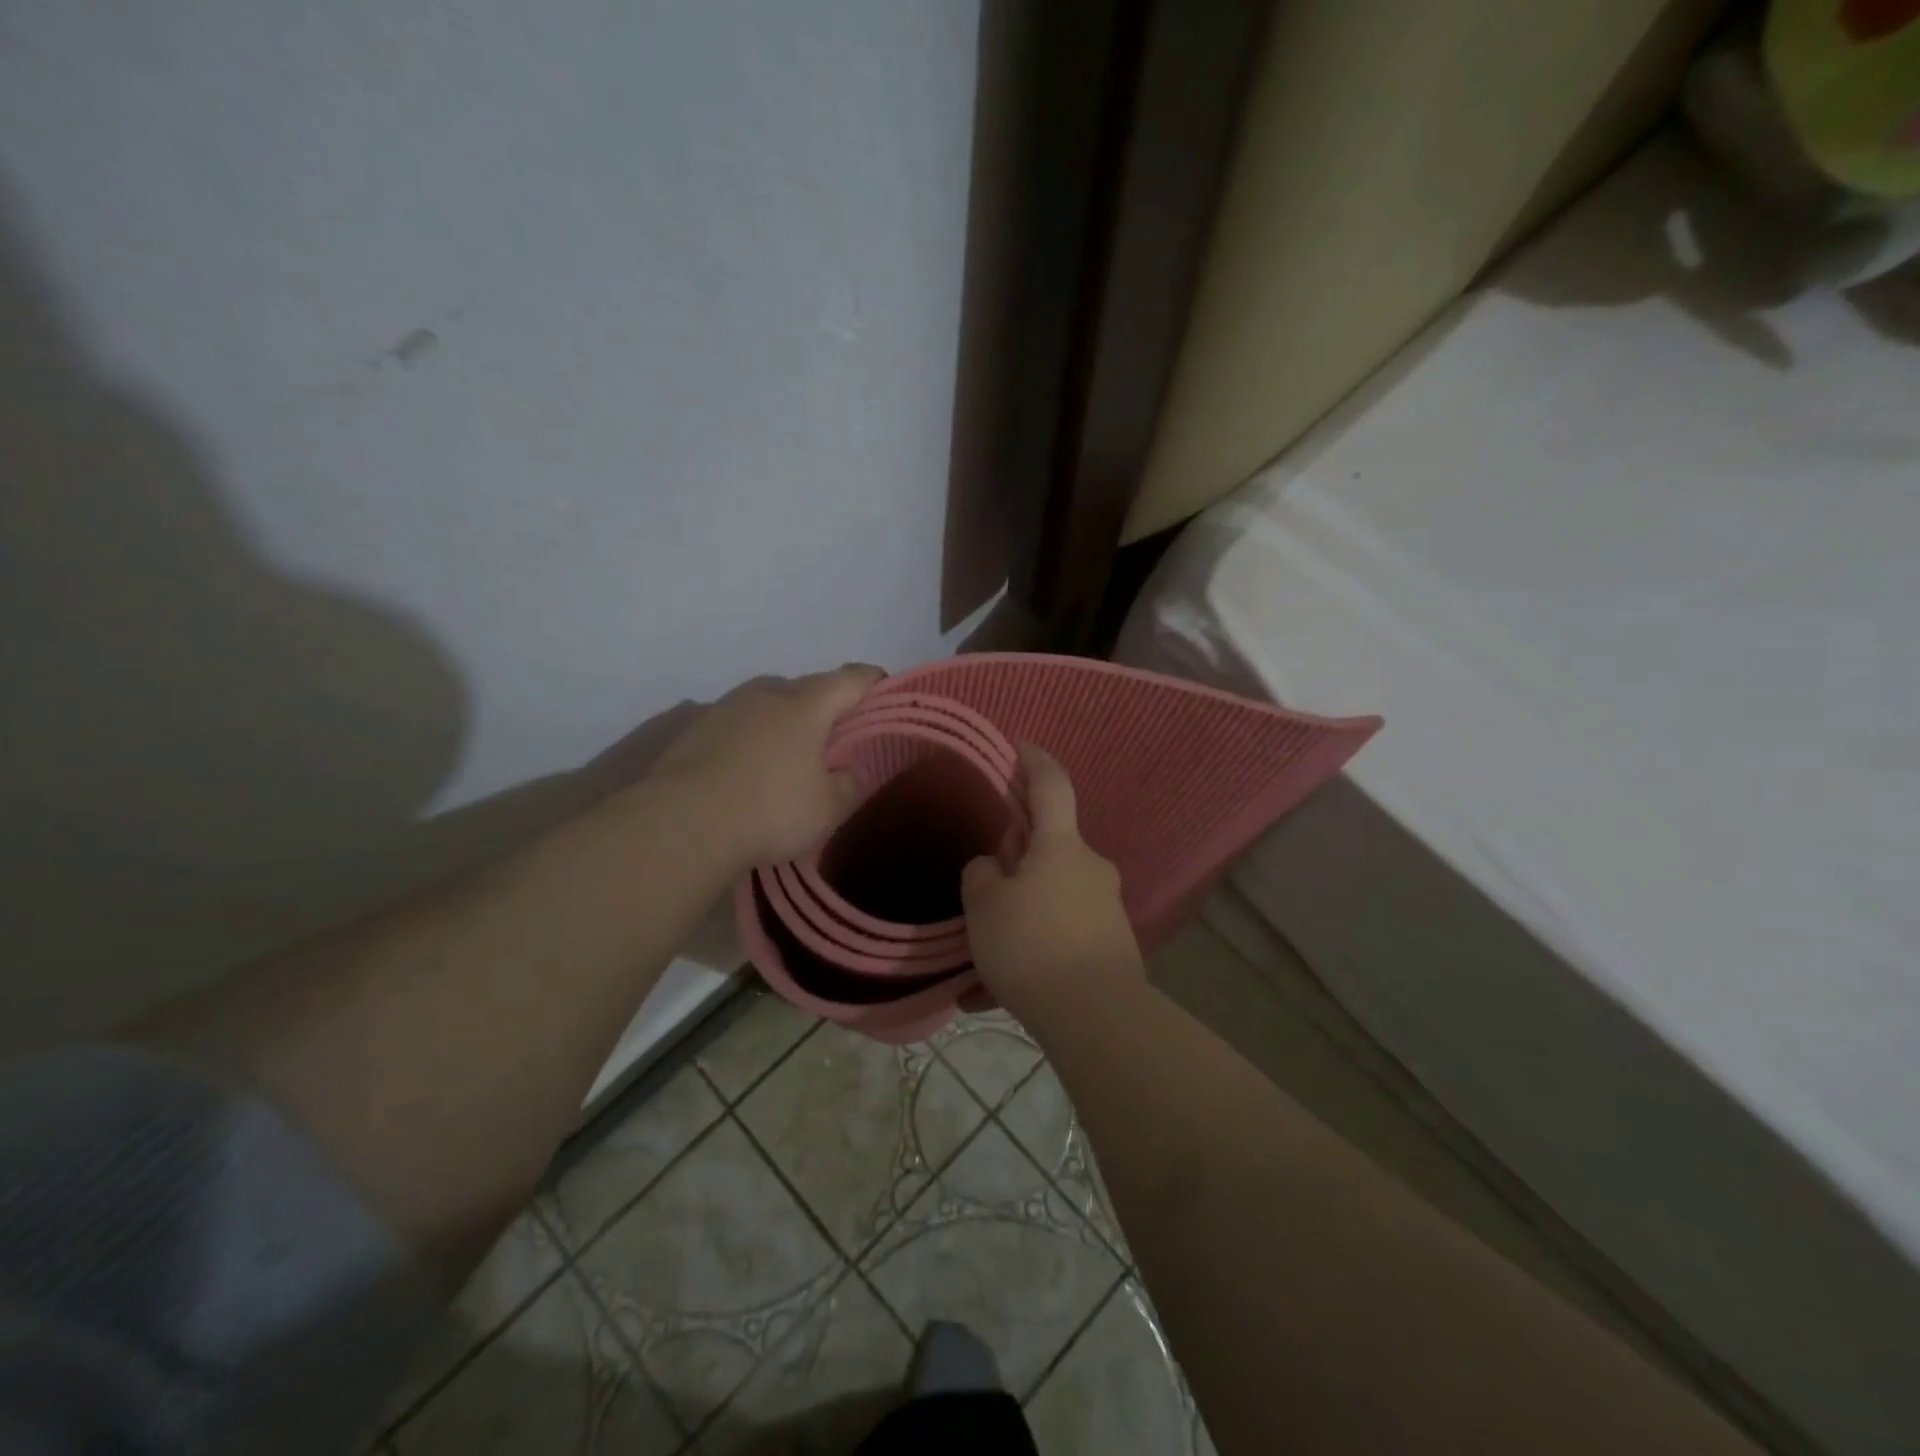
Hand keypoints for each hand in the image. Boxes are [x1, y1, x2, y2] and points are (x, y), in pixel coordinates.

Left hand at [649, 664, 883, 868]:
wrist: (682, 824)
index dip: (872, 681)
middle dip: (827, 702)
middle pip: (807, 687)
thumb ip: (849, 785)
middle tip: (839, 730)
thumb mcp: (827, 809)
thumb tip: (851, 771)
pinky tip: (748, 764)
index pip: (850, 679)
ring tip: (791, 748)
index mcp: (806, 707)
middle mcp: (766, 696)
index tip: (884, 688)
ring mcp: (725, 708)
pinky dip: (751, 735)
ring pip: (767, 702)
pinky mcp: (694, 729)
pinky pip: (736, 723)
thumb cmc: (769, 811)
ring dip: (784, 717)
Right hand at [961, 744, 1143, 1025]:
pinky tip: (995, 995)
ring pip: (1047, 900)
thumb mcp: (984, 906)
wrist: (1097, 1018)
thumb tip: (994, 869)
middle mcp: (1088, 868)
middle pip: (1045, 848)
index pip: (1050, 785)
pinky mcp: (1108, 946)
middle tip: (981, 894)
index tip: (1020, 745)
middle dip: (1013, 862)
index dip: (1034, 760)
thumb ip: (981, 875)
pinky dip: (1029, 954)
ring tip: (977, 970)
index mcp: (1061, 846)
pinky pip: (1057, 937)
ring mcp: (1103, 908)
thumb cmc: (1032, 946)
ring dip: (1016, 919)